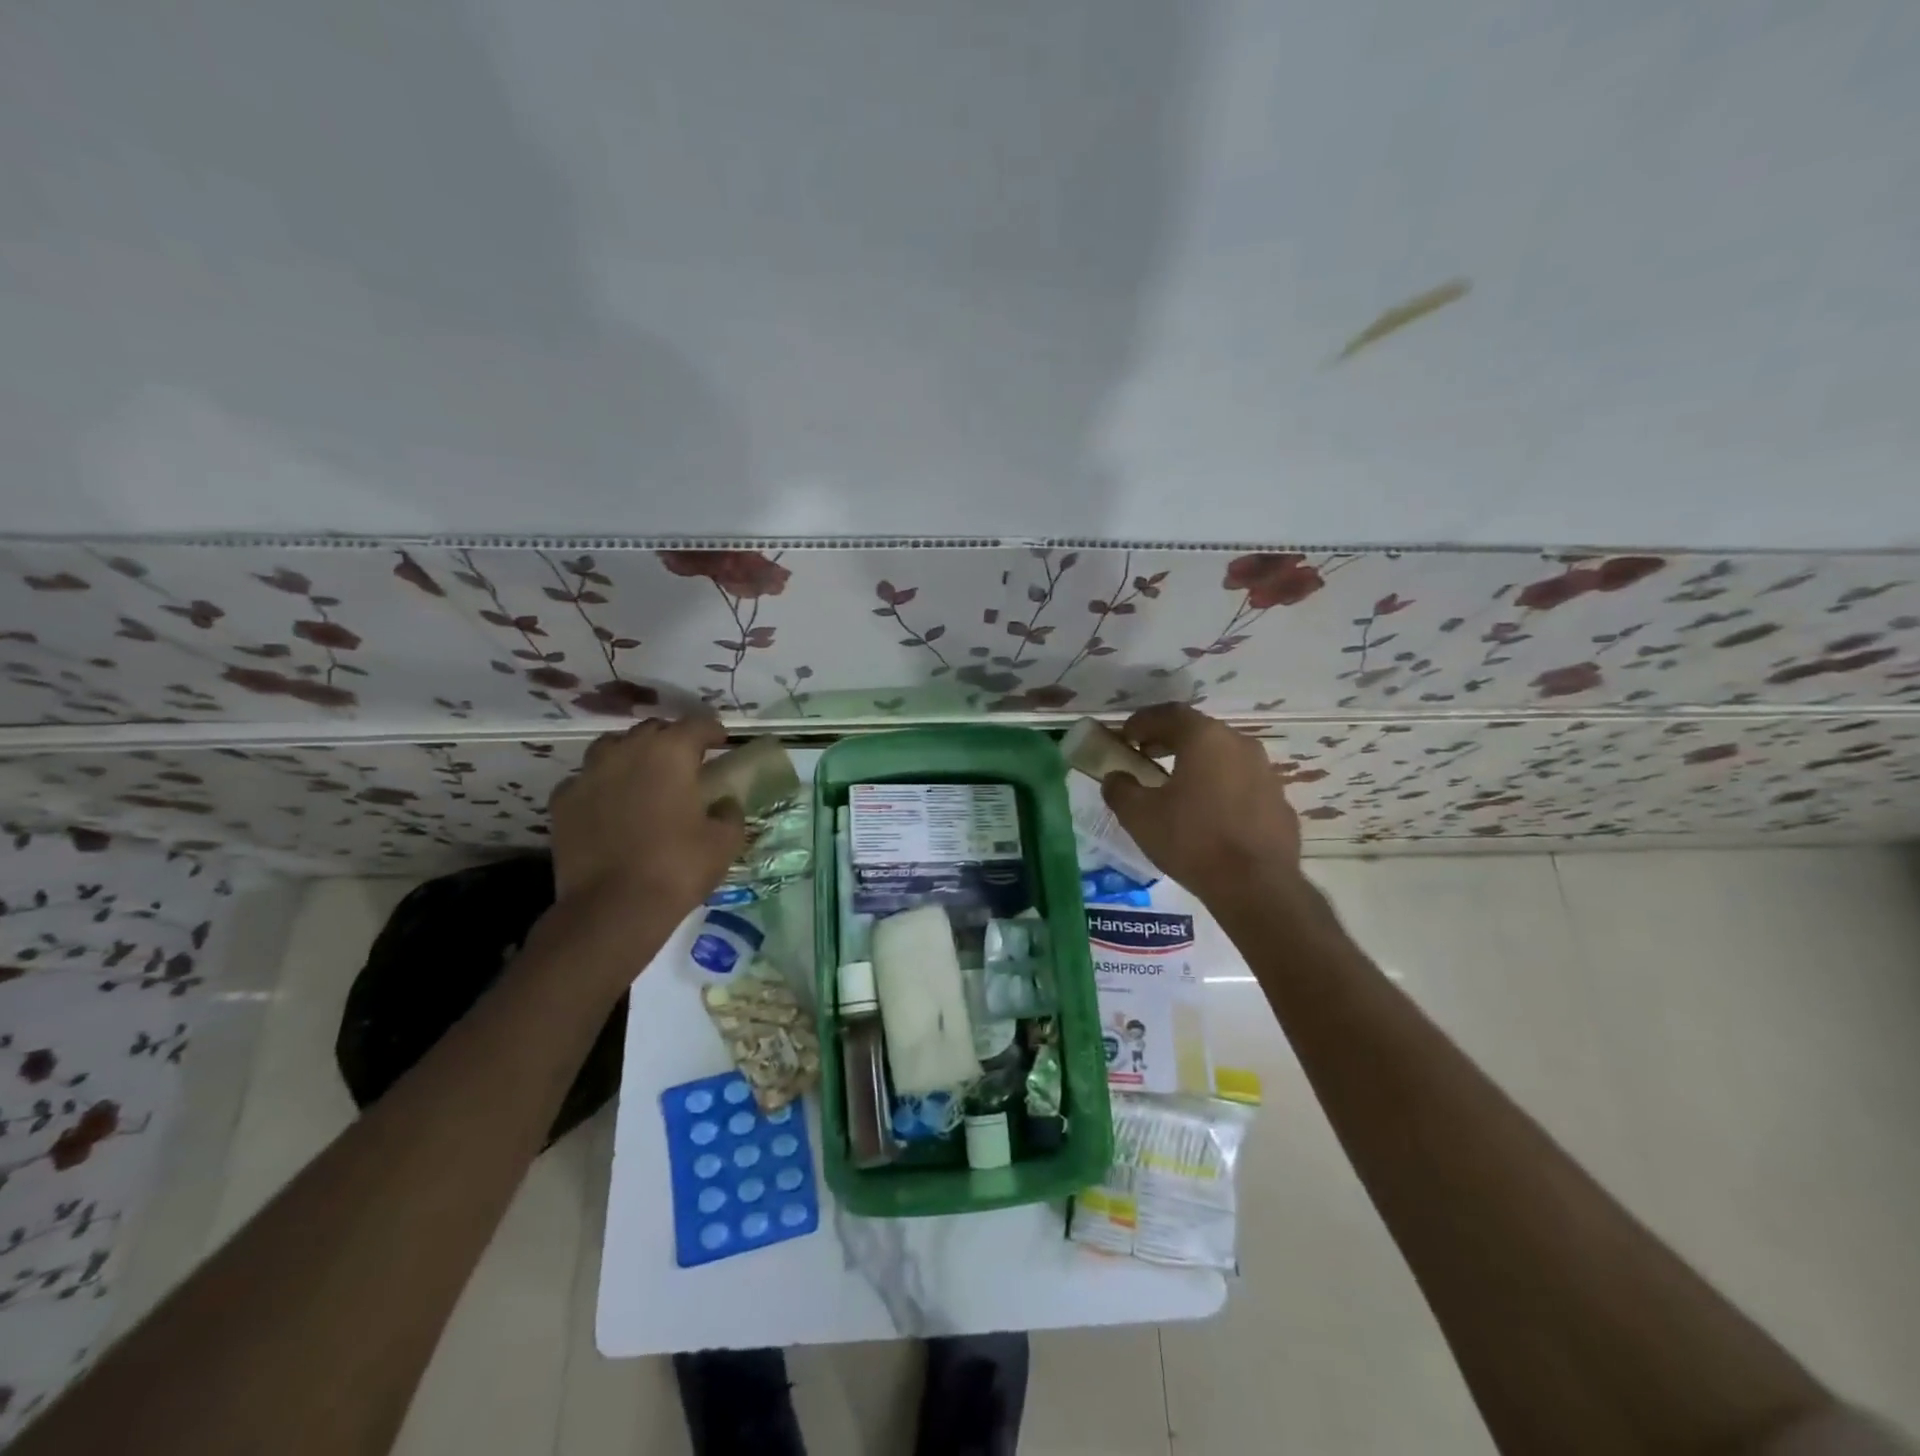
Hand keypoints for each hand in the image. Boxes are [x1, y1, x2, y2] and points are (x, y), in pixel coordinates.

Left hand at [547, 716, 746, 939]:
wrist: (613, 908)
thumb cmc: (678, 867)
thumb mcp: (725, 841)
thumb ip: (729, 812)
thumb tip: (724, 802)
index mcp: (671, 752)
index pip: (697, 724)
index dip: (713, 731)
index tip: (721, 742)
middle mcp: (627, 751)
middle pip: (653, 730)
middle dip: (672, 740)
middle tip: (686, 762)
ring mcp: (589, 774)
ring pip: (613, 747)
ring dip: (632, 755)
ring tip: (643, 776)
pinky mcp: (563, 801)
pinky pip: (586, 780)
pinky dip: (601, 785)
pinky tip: (610, 805)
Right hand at [1100, 703, 1301, 905]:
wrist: (1256, 886)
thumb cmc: (1192, 840)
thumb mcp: (1139, 816)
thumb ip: (1120, 789)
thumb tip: (1115, 777)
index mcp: (1205, 738)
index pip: (1169, 714)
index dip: (1142, 721)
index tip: (1126, 737)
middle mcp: (1240, 745)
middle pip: (1199, 731)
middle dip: (1169, 740)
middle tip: (1145, 756)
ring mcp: (1265, 773)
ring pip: (1224, 757)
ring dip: (1198, 763)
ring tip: (1176, 786)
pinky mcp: (1280, 802)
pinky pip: (1242, 784)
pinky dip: (1221, 788)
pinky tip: (1209, 814)